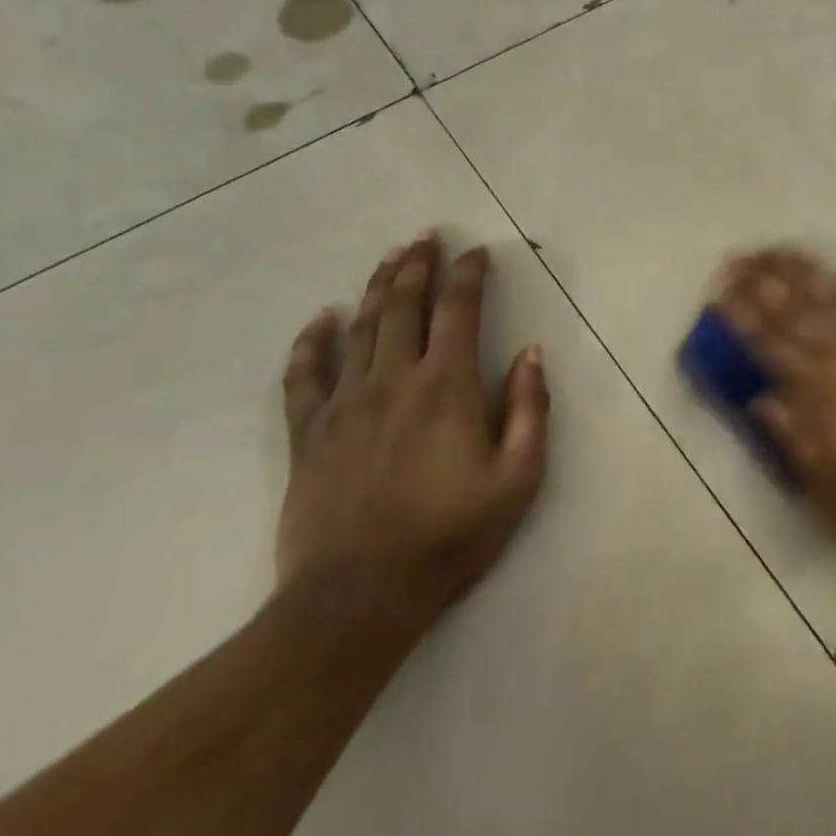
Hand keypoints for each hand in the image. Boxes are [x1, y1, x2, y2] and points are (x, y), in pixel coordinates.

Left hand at [276, 233, 550, 629]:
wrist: (357, 599)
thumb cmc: (449, 536)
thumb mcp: (518, 478)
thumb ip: (529, 410)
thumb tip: (531, 354)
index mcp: (446, 386)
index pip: (459, 311)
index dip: (469, 274)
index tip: (478, 252)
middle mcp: (394, 380)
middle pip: (404, 306)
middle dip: (417, 265)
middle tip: (426, 236)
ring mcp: (345, 405)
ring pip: (360, 329)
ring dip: (377, 288)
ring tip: (389, 258)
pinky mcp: (309, 435)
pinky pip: (304, 377)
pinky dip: (311, 342)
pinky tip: (321, 318)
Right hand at [717, 249, 835, 553]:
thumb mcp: (835, 491)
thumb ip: (795, 440)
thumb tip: (761, 400)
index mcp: (824, 394)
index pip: (772, 347)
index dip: (743, 319)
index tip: (720, 294)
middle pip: (798, 312)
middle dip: (764, 283)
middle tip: (737, 259)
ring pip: (835, 298)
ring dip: (803, 273)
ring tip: (777, 252)